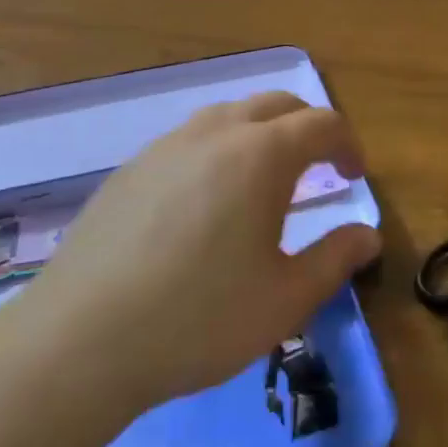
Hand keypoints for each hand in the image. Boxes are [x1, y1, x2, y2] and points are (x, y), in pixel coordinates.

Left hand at [4, 92, 380, 411]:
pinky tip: (206, 202)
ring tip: (265, 181)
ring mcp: (167, 146)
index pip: (321, 124)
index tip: (355, 176)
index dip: (347, 144)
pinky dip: (218, 151)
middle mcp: (215, 133)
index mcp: (261, 155)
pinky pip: (190, 140)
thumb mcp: (285, 299)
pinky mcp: (131, 168)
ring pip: (229, 116)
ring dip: (261, 134)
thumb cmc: (198, 319)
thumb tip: (368, 235)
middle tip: (320, 169)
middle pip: (276, 105)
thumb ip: (335, 259)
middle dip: (308, 128)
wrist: (79, 341)